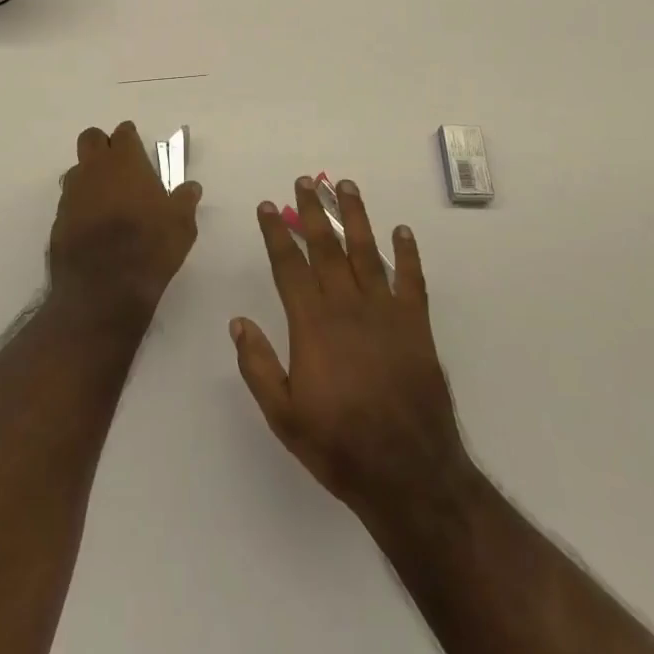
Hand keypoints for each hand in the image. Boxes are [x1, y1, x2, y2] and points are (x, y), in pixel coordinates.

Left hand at [49, 121, 201, 316]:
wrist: (103, 288)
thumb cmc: (149, 246)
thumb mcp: (181, 225)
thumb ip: (185, 201)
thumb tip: (191, 187)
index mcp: (125, 161)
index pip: (123, 133)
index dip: (130, 138)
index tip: (137, 148)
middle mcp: (94, 169)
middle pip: (91, 139)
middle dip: (102, 145)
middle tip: (118, 166)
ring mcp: (72, 194)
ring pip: (77, 170)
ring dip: (89, 176)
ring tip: (107, 199)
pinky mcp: (58, 220)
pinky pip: (69, 202)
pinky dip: (80, 206)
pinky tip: (93, 226)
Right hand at [231, 177, 472, 521]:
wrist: (409, 473)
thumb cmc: (339, 445)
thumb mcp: (285, 416)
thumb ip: (259, 366)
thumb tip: (238, 322)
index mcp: (312, 324)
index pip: (288, 266)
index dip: (276, 233)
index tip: (267, 206)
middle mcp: (347, 306)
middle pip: (326, 247)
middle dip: (313, 211)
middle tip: (305, 181)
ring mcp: (384, 312)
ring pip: (366, 251)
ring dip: (355, 216)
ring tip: (346, 186)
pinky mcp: (416, 325)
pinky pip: (411, 280)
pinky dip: (407, 253)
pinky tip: (402, 231)